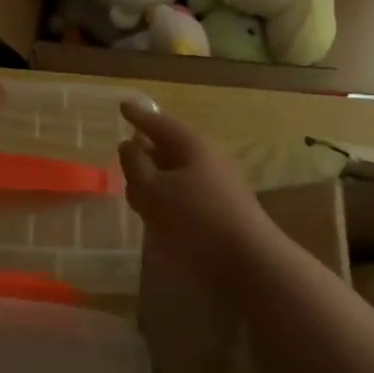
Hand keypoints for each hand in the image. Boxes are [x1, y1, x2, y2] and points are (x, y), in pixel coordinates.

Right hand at [118, 100, 275, 273]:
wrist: (250, 265)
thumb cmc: (195, 221)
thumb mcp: (153, 191)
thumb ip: (135, 165)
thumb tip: (128, 145)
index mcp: (192, 148)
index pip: (160, 124)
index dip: (139, 116)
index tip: (123, 107)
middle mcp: (208, 162)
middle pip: (171, 150)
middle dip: (147, 152)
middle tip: (125, 155)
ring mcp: (218, 189)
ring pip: (178, 177)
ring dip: (156, 181)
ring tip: (136, 192)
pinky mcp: (221, 215)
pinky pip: (187, 199)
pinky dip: (168, 203)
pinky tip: (158, 221)